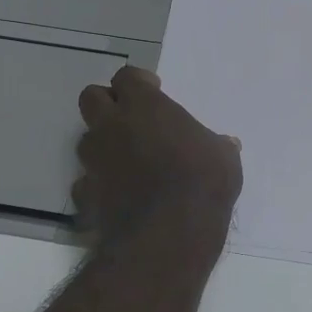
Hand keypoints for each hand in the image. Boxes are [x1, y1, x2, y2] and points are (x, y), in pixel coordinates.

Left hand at [75, 66, 241, 244]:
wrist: (167, 235)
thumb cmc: (202, 184)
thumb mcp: (224, 160)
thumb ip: (218, 146)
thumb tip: (226, 144)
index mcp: (145, 107)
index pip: (126, 77)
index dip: (138, 81)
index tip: (153, 89)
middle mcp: (112, 127)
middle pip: (91, 98)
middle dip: (106, 103)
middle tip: (130, 118)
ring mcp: (94, 162)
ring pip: (85, 141)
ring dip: (102, 145)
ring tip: (126, 160)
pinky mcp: (86, 196)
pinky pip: (85, 184)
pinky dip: (98, 186)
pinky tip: (116, 197)